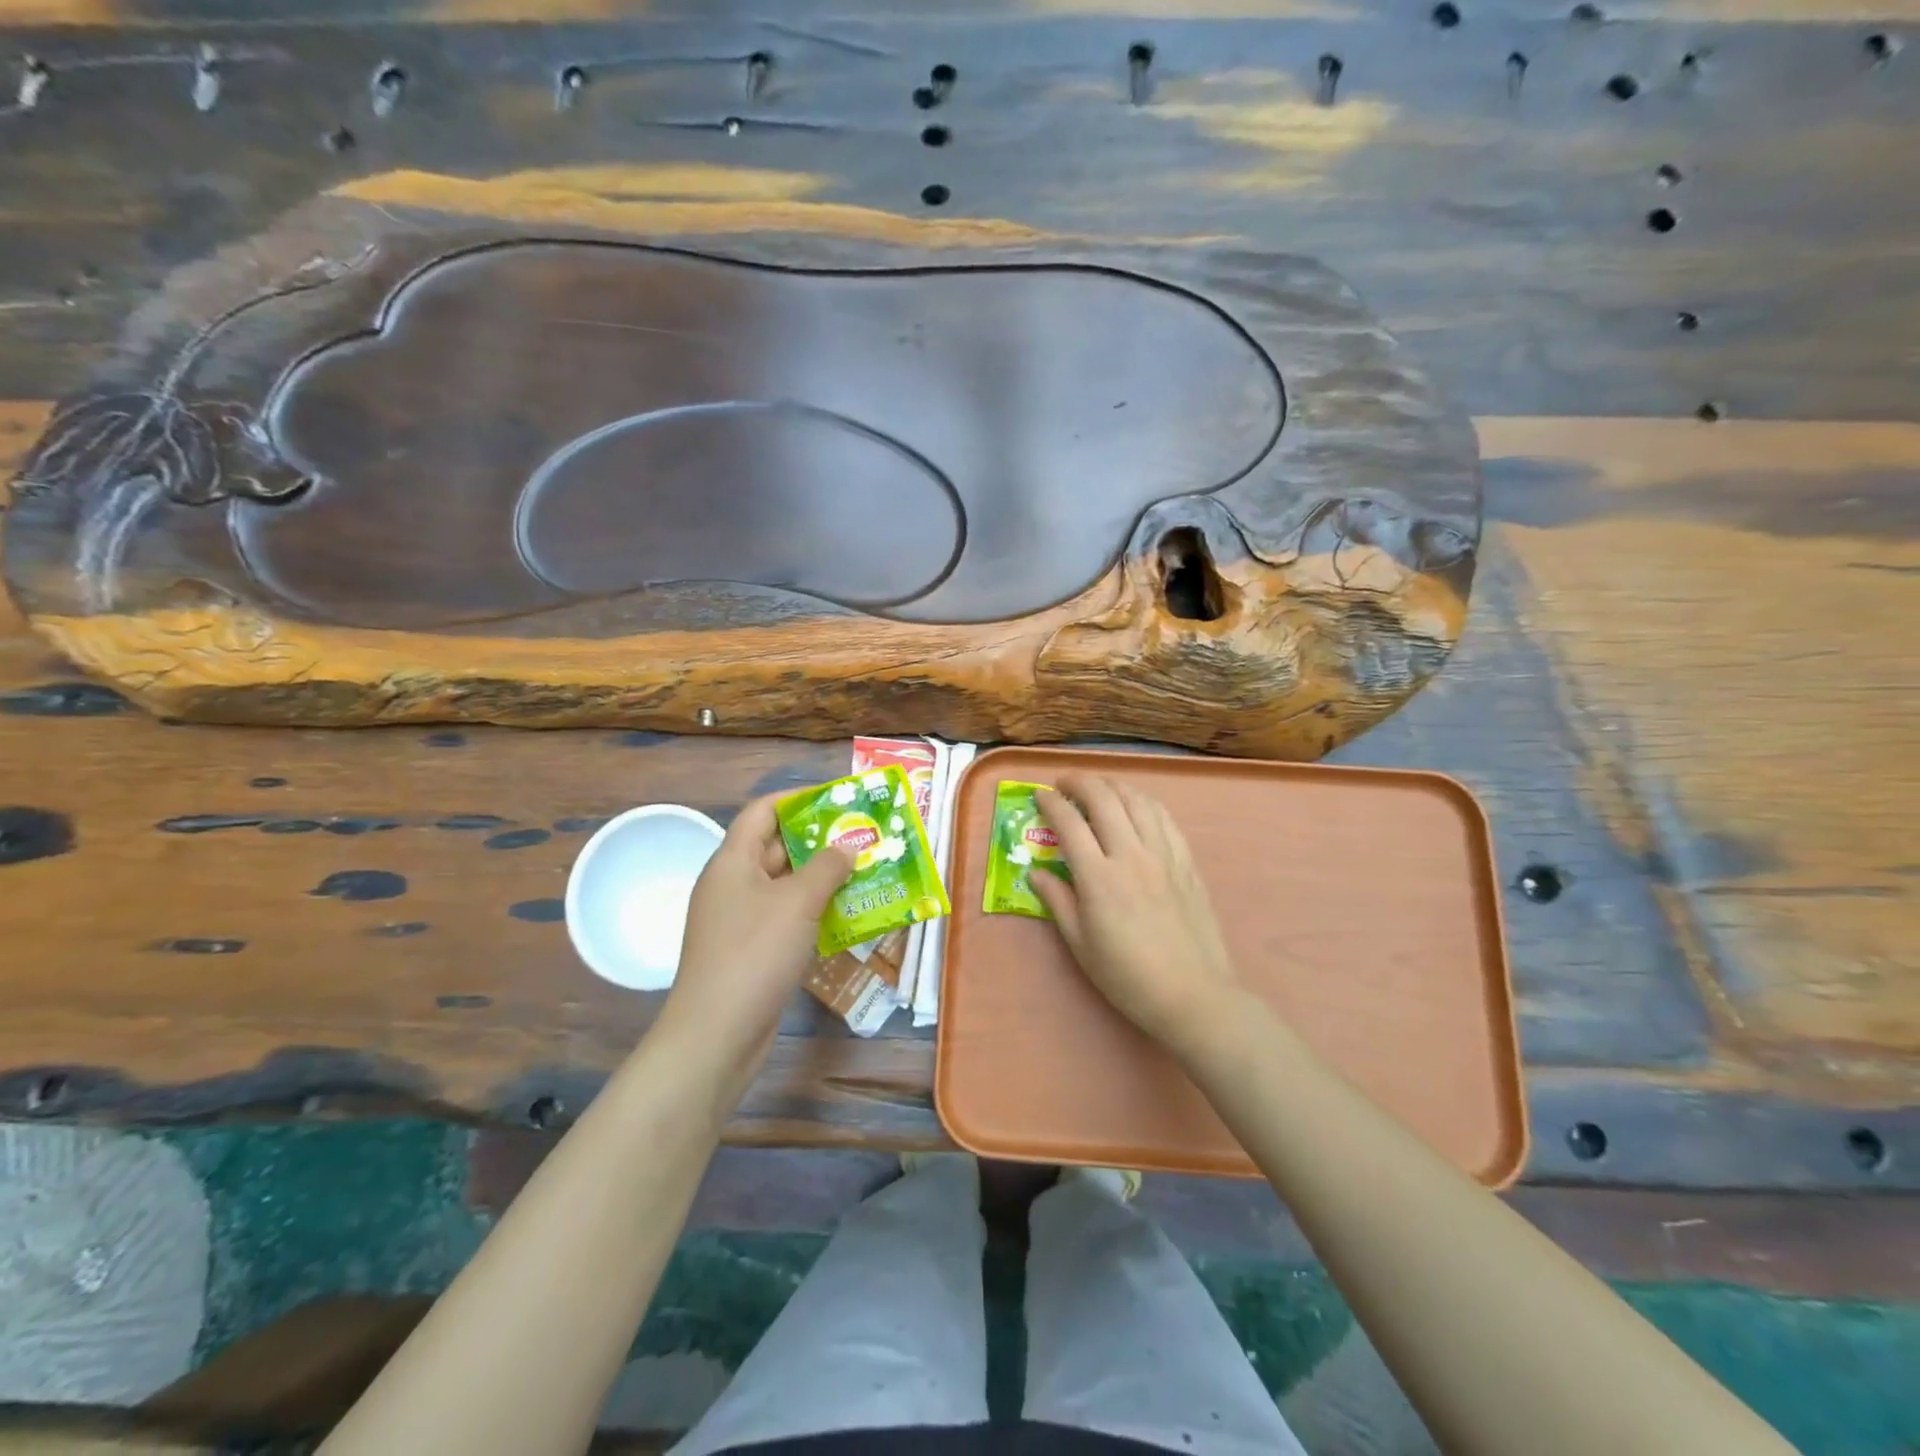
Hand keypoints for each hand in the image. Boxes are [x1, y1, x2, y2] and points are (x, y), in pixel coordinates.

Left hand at [660, 791, 852, 1075]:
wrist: (717, 1034)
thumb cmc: (755, 953)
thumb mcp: (797, 902)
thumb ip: (827, 867)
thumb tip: (847, 847)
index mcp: (732, 861)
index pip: (763, 811)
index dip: (799, 800)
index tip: (839, 800)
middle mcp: (733, 884)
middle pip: (777, 847)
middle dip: (820, 840)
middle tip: (864, 836)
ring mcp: (740, 919)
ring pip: (786, 885)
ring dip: (822, 878)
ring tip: (866, 871)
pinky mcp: (751, 950)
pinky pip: (786, 917)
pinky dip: (814, 911)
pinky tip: (847, 915)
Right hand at [1034, 774, 1243, 1056]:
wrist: (1192, 994)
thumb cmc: (1127, 976)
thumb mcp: (1080, 944)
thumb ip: (1057, 901)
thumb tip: (1036, 872)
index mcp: (1099, 878)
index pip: (1069, 823)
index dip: (1051, 803)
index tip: (1039, 795)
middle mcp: (1131, 856)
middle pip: (1104, 799)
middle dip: (1080, 782)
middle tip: (1065, 784)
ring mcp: (1163, 856)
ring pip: (1137, 801)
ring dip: (1113, 785)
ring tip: (1098, 788)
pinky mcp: (1186, 862)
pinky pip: (1164, 818)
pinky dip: (1144, 802)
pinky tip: (1136, 806)